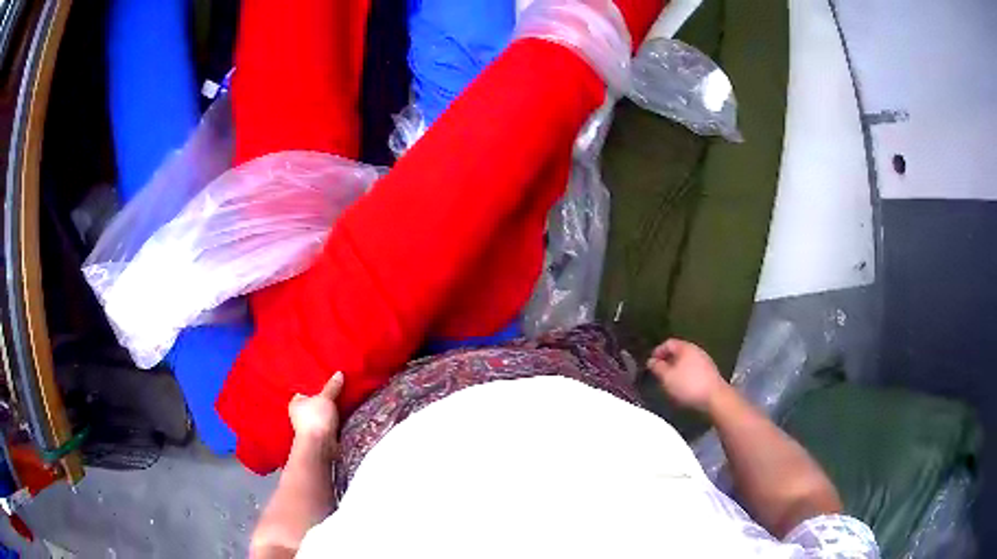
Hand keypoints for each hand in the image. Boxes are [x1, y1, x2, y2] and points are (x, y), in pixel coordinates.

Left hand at [288, 372, 343, 452]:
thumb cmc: (316, 418)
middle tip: (337, 388)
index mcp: (295, 402)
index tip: (326, 380)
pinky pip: (328, 424)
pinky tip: (341, 415)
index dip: (314, 386)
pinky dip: (333, 420)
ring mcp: (310, 426)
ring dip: (329, 411)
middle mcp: (299, 414)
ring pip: (321, 414)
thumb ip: (332, 386)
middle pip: (314, 403)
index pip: (304, 390)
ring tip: (342, 400)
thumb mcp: (325, 398)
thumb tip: (339, 373)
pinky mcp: (320, 435)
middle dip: (323, 399)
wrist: (320, 445)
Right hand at [647, 339, 728, 412]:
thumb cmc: (688, 385)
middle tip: (658, 373)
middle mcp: (696, 350)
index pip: (668, 343)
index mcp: (685, 347)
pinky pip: (693, 369)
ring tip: (669, 381)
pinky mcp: (709, 372)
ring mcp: (704, 360)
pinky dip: (685, 374)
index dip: (657, 352)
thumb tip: (651, 361)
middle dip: (666, 361)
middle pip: (678, 351)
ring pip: (686, 361)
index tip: (650, 364)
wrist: (715, 397)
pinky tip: (682, 386)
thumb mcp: (667, 377)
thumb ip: (657, 367)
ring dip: (676, 369)